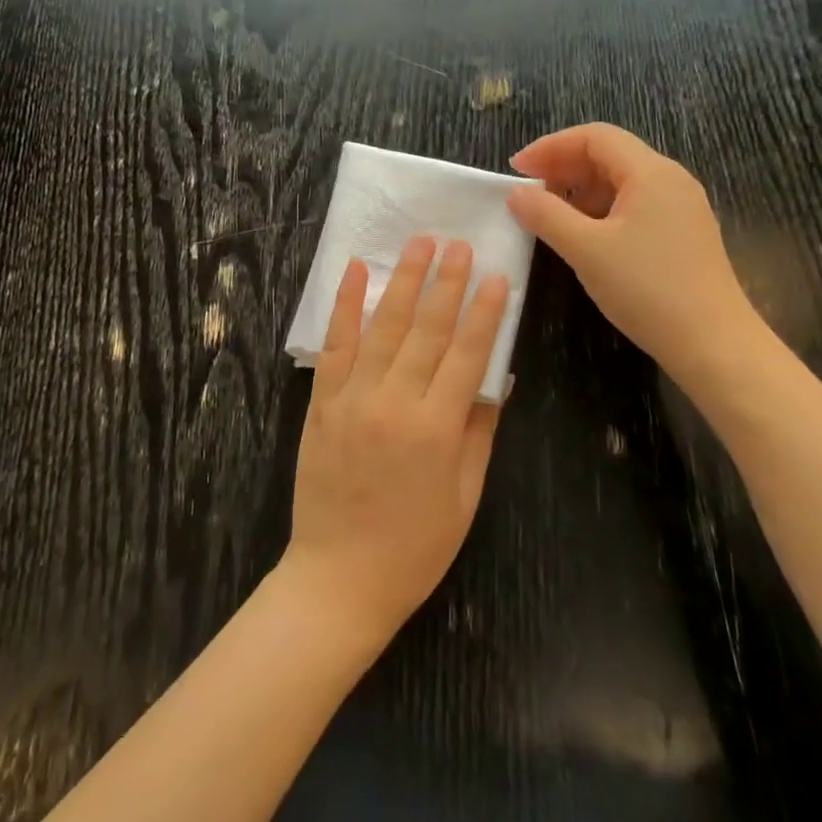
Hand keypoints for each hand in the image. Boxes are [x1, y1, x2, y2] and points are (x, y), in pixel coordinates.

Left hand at [282, 236, 508, 649]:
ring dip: (402, 281)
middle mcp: (393, 403)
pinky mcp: (321, 402)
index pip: (467, 355)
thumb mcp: (464, 496)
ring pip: (382, 327)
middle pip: (426, 331)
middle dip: (446, 282)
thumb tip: (501, 378)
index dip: (484, 313)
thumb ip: (481, 430)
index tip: (497, 275)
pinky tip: (355, 272)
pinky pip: (334, 345)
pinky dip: (344, 306)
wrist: (339, 577)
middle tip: (459, 243)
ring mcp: (351, 399)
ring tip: (418, 243)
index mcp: (436, 429)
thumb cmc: (414, 546)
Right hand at [506, 123, 757, 377]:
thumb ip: (546, 215)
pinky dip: (600, 210)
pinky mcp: (681, 234)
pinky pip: (633, 205)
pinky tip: (582, 235)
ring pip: (620, 181)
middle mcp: (670, 180)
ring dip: (580, 190)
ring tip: (549, 215)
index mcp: (651, 173)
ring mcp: (680, 208)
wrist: (714, 344)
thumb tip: (516, 193)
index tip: (517, 170)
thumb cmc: (647, 289)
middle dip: (563, 167)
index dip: (551, 147)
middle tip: (527, 192)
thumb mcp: (586, 250)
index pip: (595, 137)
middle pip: (609, 155)